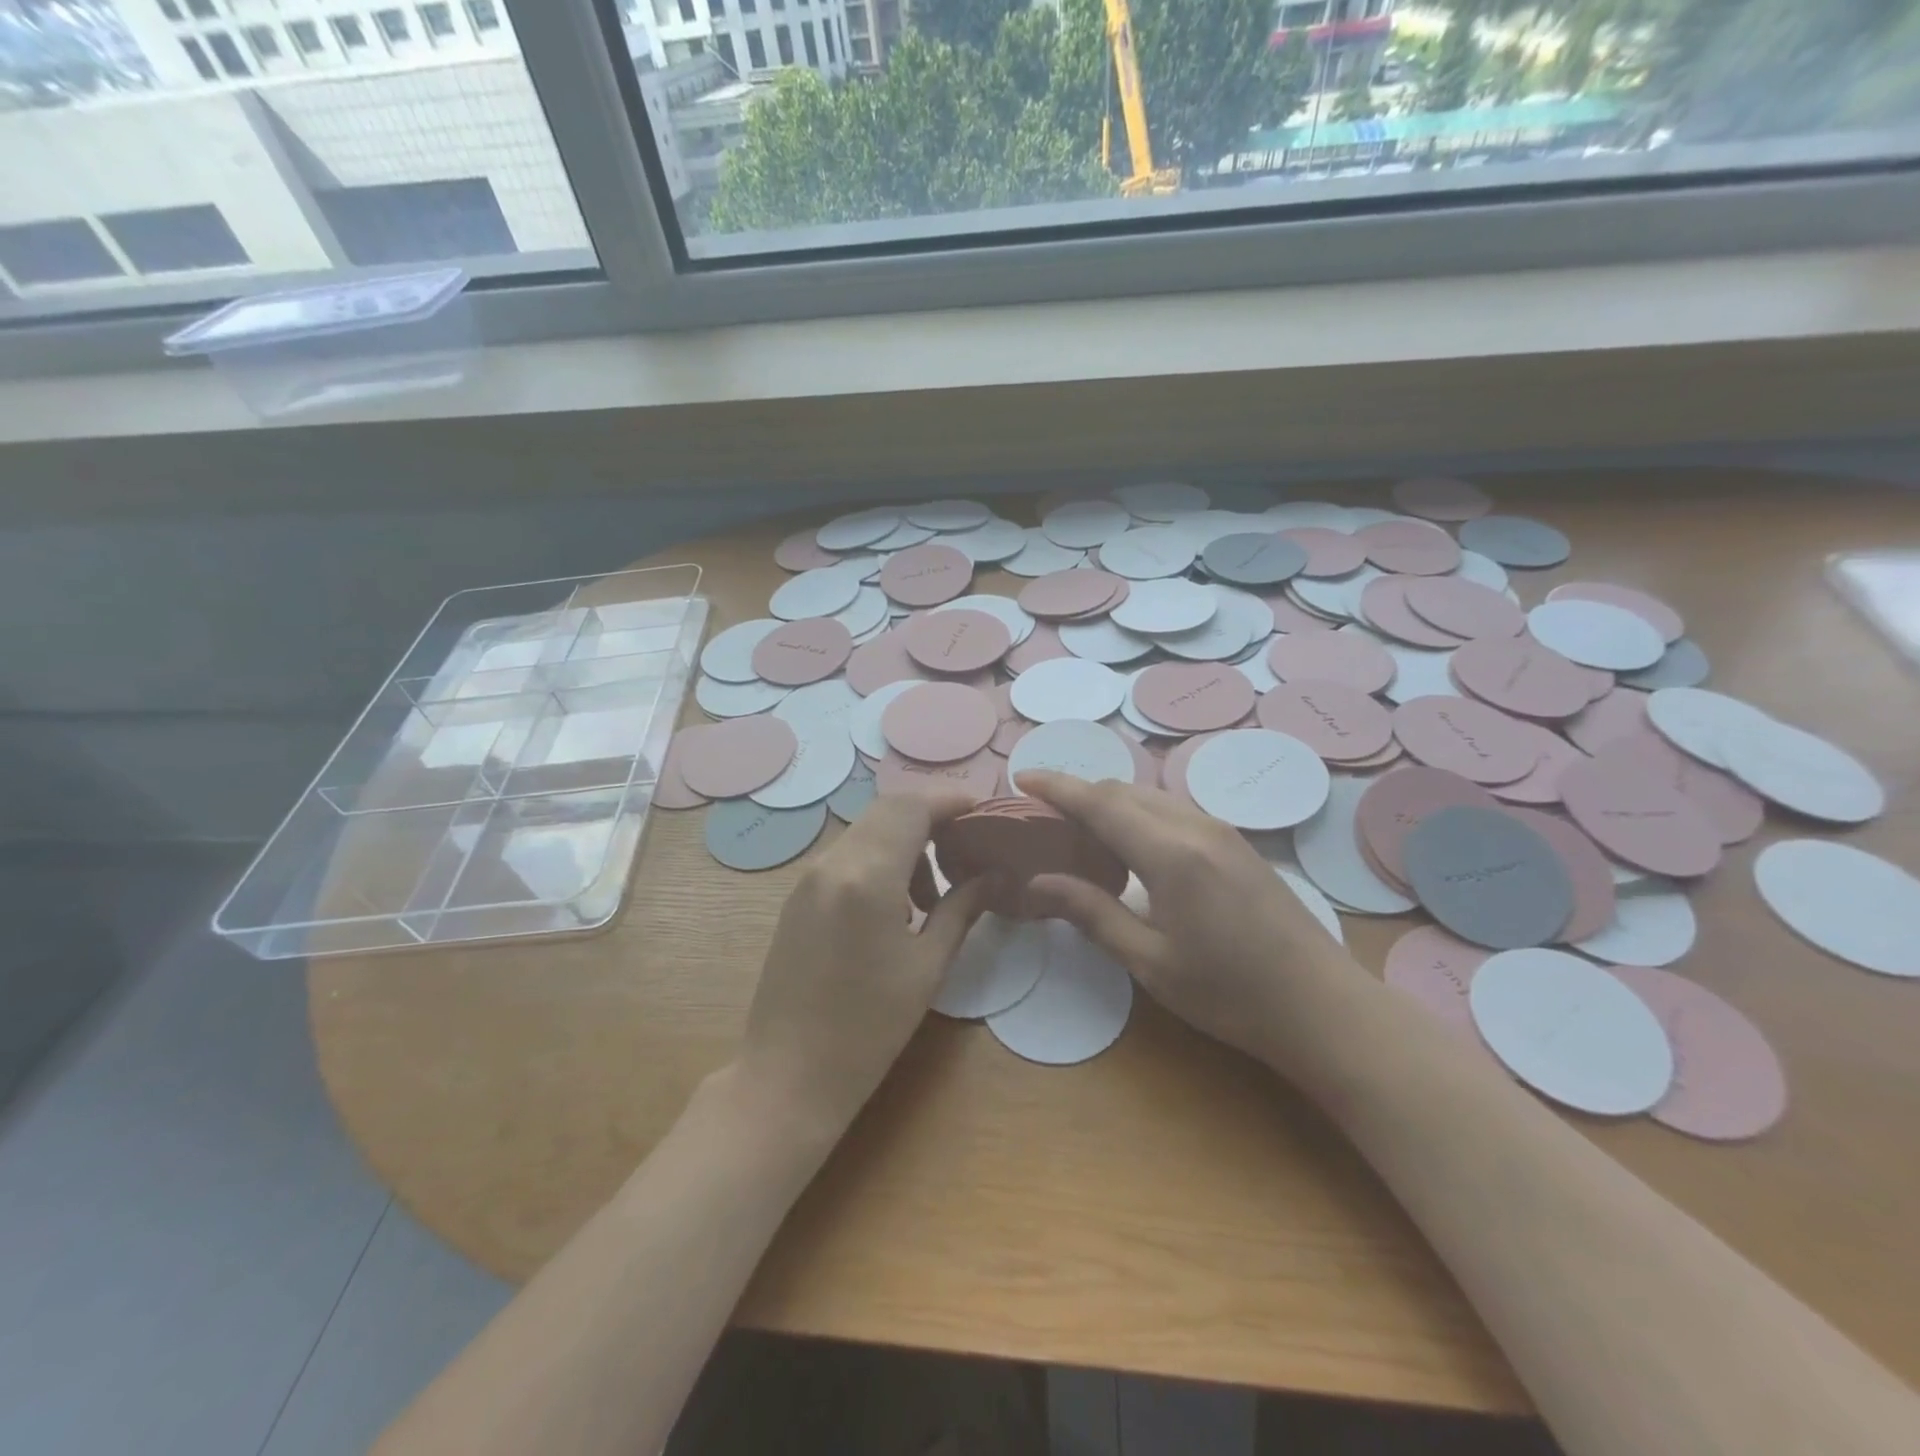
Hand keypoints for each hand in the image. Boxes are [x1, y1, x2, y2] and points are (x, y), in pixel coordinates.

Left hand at [736, 793, 989, 1138]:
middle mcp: (833, 863)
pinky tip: (896, 907)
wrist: (788, 1074)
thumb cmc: (868, 1028)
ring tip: (932, 895)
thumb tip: (994, 875)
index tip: (983, 813)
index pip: (912, 808)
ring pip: (866, 831)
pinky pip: (847, 855)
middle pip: (888, 810)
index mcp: (867, 876)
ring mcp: (809, 877)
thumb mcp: (927, 967)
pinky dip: (879, 859)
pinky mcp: (798, 896)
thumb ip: (962, 909)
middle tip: (966, 849)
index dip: (951, 801)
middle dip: (930, 818)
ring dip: (904, 841)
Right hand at [1017, 772, 1359, 1069]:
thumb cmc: (1230, 993)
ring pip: (1150, 797)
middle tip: (1043, 819)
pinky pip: (1173, 811)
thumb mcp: (1150, 961)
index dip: (1057, 787)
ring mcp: (1221, 831)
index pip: (1099, 802)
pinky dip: (1138, 815)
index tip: (1021, 778)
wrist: (1323, 1007)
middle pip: (1124, 791)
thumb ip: (1092, 913)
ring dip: (1110, 803)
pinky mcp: (1237, 844)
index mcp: (1170, 853)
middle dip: (1079, 794)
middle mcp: (1195, 826)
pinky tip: (1130, 848)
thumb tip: (1038, 882)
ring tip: (1080, 832)